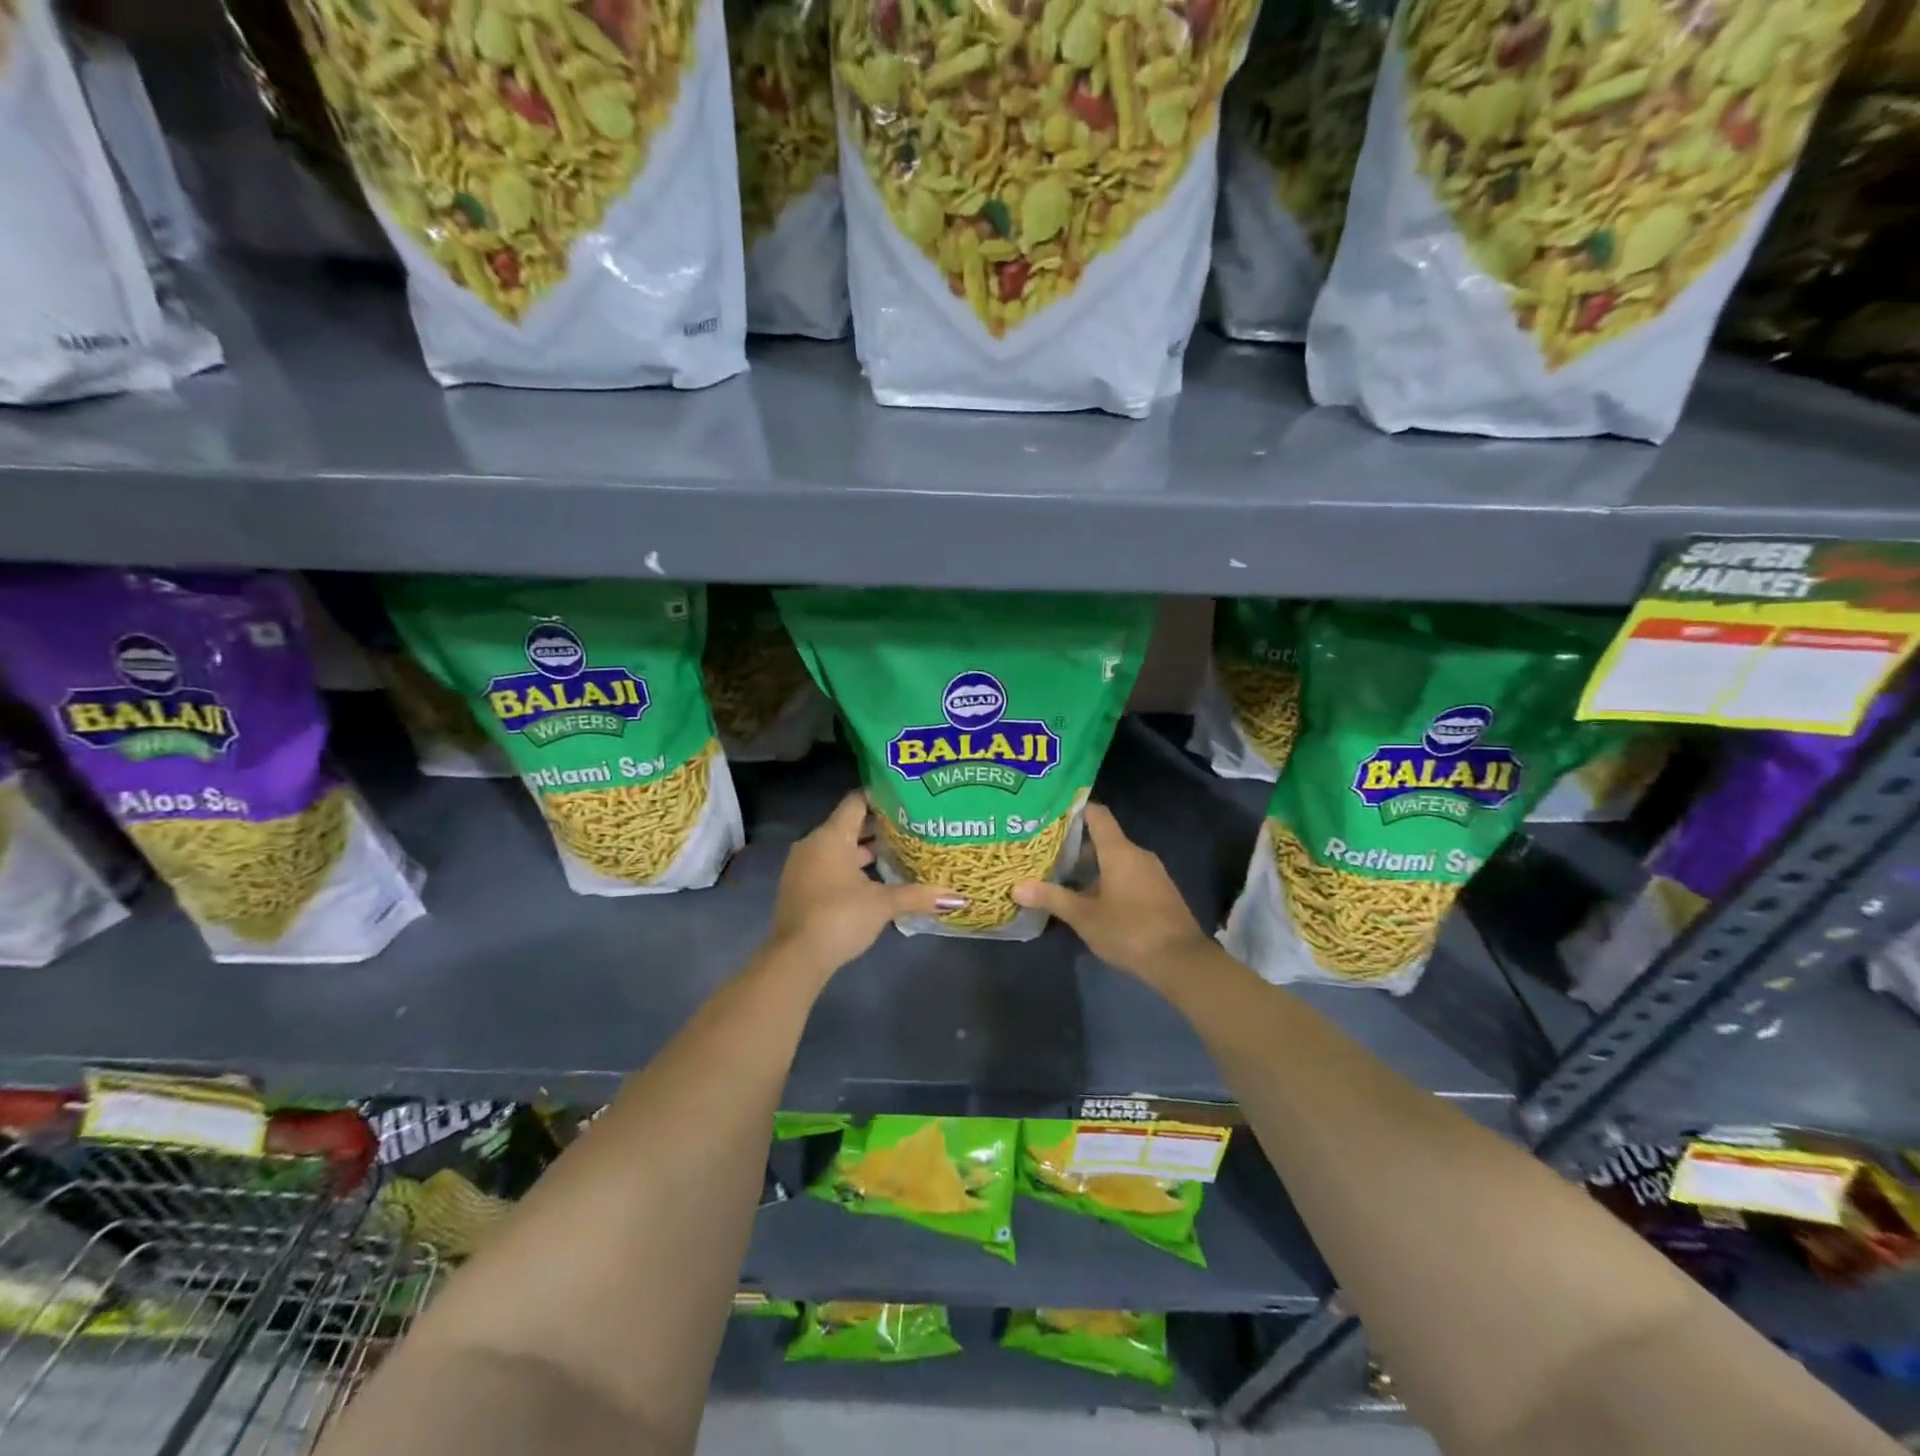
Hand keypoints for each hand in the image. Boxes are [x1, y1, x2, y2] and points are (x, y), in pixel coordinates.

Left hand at [765, 791, 964, 976]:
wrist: (796, 957)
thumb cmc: (840, 916)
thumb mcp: (883, 904)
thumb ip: (918, 895)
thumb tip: (957, 897)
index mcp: (831, 836)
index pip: (857, 801)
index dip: (881, 797)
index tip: (906, 799)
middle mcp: (813, 844)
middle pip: (848, 824)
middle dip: (878, 826)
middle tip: (911, 826)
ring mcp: (803, 866)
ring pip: (838, 848)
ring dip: (864, 850)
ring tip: (898, 852)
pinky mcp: (800, 888)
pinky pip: (829, 865)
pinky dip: (850, 867)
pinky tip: (874, 880)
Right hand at [1012, 803, 1208, 983]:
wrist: (1181, 961)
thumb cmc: (1129, 930)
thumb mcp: (1084, 917)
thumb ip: (1052, 898)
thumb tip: (1017, 887)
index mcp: (1119, 851)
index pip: (1097, 814)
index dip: (1076, 809)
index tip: (1052, 813)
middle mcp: (1138, 854)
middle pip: (1104, 839)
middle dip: (1076, 846)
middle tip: (1047, 854)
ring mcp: (1152, 873)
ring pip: (1116, 860)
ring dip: (1092, 868)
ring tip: (1064, 879)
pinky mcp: (1160, 892)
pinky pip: (1129, 876)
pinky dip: (1109, 881)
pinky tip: (1092, 901)